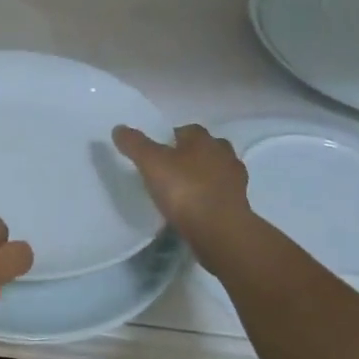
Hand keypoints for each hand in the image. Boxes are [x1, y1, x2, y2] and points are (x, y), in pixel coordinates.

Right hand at [113, 123, 261, 268]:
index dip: (172, 137)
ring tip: (184, 189)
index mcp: (203, 140)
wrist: (220, 230)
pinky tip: (196, 208)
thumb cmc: (185, 190)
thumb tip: (119, 128)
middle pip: (206, 148)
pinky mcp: (239, 204)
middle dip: (192, 155)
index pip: (188, 130)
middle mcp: (223, 154)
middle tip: (171, 168)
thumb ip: (135, 145)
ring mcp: (235, 180)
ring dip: (204, 176)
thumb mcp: (151, 163)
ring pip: (217, 171)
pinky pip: (222, 194)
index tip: (158, 150)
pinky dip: (211, 197)